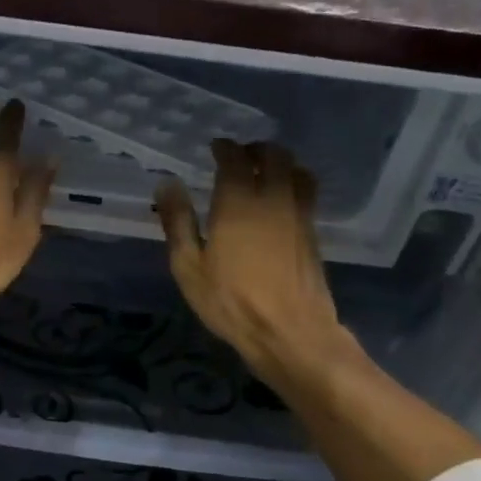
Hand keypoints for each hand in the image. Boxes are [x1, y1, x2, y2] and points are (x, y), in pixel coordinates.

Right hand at [155, 140, 356, 388]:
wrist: (290, 331)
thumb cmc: (230, 302)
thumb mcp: (189, 267)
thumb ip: (178, 222)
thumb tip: (167, 184)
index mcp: (238, 202)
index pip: (235, 158)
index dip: (225, 148)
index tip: (216, 148)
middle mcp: (274, 198)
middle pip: (274, 155)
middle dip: (256, 149)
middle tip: (240, 156)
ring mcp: (299, 214)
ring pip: (297, 170)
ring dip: (281, 163)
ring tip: (265, 172)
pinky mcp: (313, 233)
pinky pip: (307, 193)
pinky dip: (294, 184)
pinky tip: (281, 200)